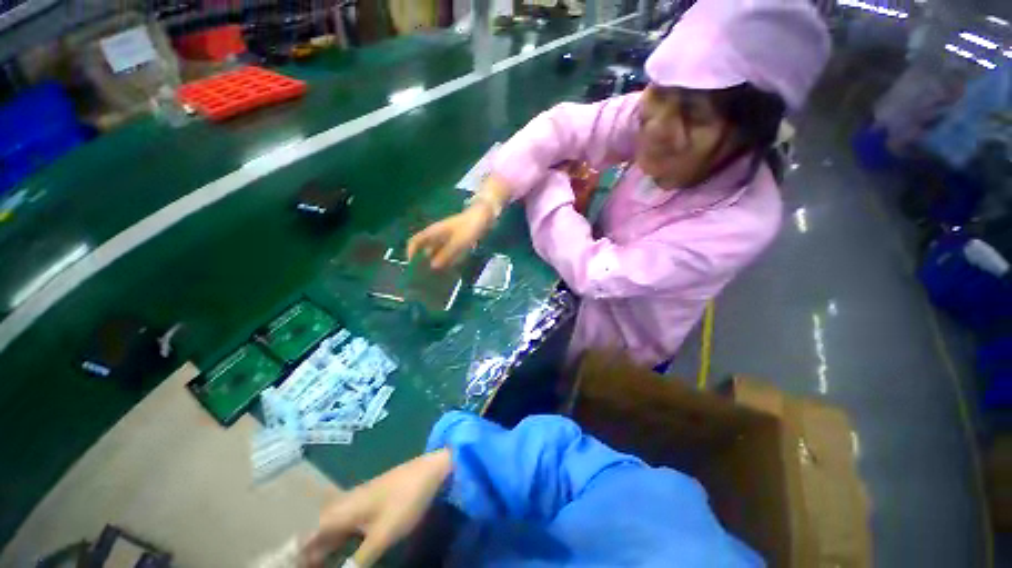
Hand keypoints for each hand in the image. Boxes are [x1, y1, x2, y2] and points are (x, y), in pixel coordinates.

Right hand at [301, 449, 452, 567]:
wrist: (430, 470)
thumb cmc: (405, 500)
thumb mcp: (382, 536)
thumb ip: (358, 561)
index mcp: (342, 511)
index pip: (308, 537)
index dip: (298, 555)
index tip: (291, 566)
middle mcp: (345, 504)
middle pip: (318, 532)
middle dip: (310, 554)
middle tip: (307, 567)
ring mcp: (360, 500)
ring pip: (332, 528)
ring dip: (323, 548)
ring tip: (320, 564)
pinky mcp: (372, 500)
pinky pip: (346, 524)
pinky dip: (339, 539)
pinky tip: (343, 549)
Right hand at [407, 205, 494, 269]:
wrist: (484, 217)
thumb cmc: (468, 228)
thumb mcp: (457, 243)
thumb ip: (445, 255)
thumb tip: (433, 266)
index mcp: (433, 232)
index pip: (415, 241)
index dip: (411, 252)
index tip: (412, 266)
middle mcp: (437, 234)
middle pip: (425, 248)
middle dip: (424, 261)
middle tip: (426, 276)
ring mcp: (447, 237)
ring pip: (437, 251)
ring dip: (436, 261)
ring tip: (437, 276)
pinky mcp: (456, 240)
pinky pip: (448, 251)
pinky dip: (448, 259)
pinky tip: (451, 268)